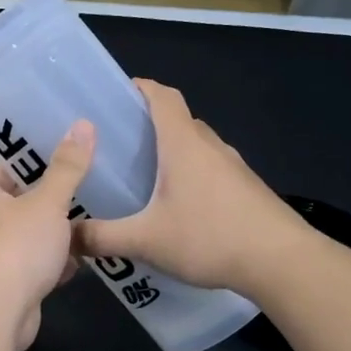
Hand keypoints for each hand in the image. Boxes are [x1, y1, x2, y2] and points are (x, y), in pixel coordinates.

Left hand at [0, 120, 94, 350]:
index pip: (11, 169)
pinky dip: (56, 263)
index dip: (41, 160)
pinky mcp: (8, 284)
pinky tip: (84, 260)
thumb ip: (67, 167)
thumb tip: (82, 124)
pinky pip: (37, 265)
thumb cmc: (17, 246)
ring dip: (59, 234)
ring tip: (97, 219)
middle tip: (94, 186)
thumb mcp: (48, 202)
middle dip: (56, 201)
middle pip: (24, 203)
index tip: (74, 152)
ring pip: (33, 236)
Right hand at [75, 80, 310, 297]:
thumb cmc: (211, 237)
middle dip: (146, 124)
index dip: (139, 88)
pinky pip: (209, 168)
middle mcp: (209, 146)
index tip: (113, 96)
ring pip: (194, 146)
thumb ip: (102, 238)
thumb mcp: (145, 241)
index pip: (162, 96)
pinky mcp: (245, 189)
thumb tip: (66, 237)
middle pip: (176, 119)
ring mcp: (232, 167)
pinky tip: (174, 206)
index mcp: (183, 144)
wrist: (284, 262)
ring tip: (139, 176)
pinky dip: (188, 174)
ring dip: (169, 151)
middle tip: (114, 144)